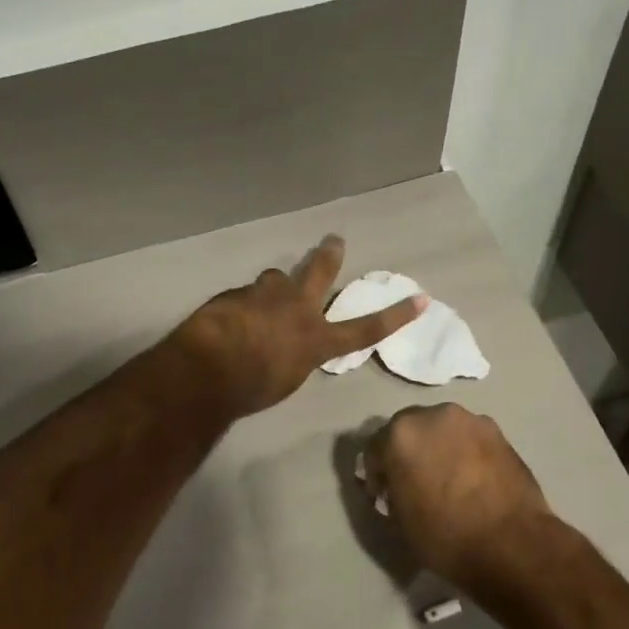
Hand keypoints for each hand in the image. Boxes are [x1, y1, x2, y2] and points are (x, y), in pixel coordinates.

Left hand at [175, 236, 426, 416]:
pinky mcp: (237, 292)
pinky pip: (245, 295)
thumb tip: (291, 343)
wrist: (207, 368)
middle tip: (334, 240)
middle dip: (330, 255)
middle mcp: (297, 309)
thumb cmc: (251, 388)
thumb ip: (296, 356)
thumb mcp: (287, 380)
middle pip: (320, 272)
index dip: (395, 316)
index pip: (365, 329)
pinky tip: (227, 320)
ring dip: (273, 288)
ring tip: (262, 300)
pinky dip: (241, 305)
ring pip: (275, 279)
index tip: (420, 299)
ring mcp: (266, 295)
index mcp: (316, 340)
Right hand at [363, 405, 553, 591]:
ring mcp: (470, 420)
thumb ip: (391, 490)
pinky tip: (471, 479)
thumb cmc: (445, 535)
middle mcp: (434, 415)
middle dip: (407, 452)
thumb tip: (397, 484)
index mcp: (401, 434)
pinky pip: (469, 439)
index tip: (384, 495)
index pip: (375, 447)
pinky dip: (464, 452)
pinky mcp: (499, 433)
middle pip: (409, 429)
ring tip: (447, 479)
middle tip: (414, 482)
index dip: (377, 473)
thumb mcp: (399, 519)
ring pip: (442, 430)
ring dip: (437, 448)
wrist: (512, 545)